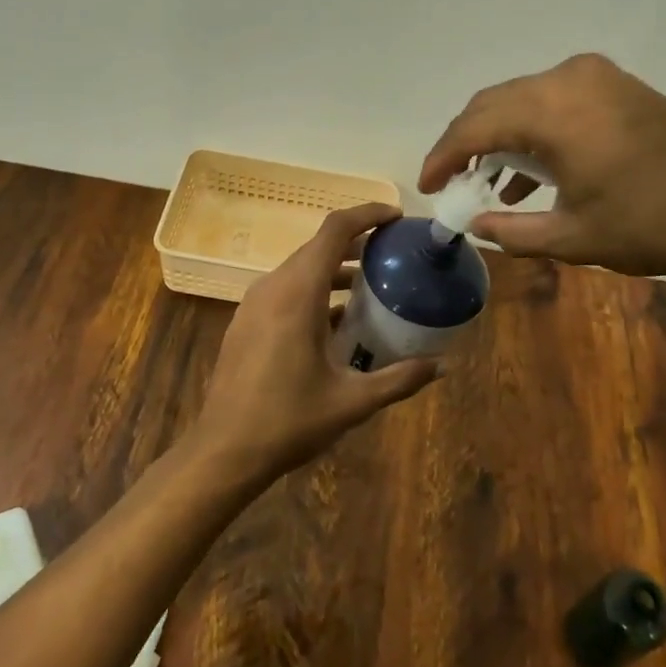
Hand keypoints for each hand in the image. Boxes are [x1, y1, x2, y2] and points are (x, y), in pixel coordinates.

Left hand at [193, 204, 440, 480]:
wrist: (223, 451)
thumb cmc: (288, 421)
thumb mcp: (352, 402)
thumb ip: (399, 379)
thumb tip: (442, 367)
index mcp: (298, 294)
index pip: (335, 230)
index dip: (367, 215)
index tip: (397, 218)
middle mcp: (273, 287)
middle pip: (318, 246)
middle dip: (357, 242)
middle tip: (393, 253)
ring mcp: (254, 304)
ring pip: (300, 269)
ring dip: (335, 268)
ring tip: (371, 284)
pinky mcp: (246, 321)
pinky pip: (286, 289)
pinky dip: (315, 289)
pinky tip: (337, 320)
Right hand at [419, 53, 665, 287]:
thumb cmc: (656, 227)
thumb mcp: (574, 237)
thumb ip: (513, 230)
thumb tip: (475, 225)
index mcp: (554, 110)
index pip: (475, 126)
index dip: (443, 156)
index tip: (427, 187)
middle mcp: (571, 78)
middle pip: (495, 104)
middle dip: (467, 143)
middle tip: (452, 181)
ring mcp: (600, 78)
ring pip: (526, 100)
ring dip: (502, 136)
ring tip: (488, 183)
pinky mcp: (621, 87)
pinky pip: (559, 101)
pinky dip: (537, 131)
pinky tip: (534, 172)